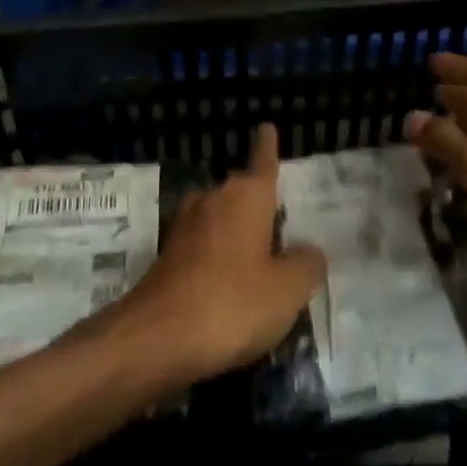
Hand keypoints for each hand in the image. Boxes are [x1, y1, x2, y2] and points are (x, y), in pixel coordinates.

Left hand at [107, 124, 325, 386]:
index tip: (267, 127)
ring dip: (236, 232)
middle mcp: (214, 198)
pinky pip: (203, 245)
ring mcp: (185, 225)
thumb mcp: (287, 291)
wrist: (157, 338)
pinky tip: (228, 286)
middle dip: (258, 204)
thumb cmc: (233, 303)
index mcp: (247, 195)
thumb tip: (310, 251)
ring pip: (220, 218)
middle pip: (242, 191)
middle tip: (281, 225)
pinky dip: (218, 257)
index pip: (263, 161)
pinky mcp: (167, 254)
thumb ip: (306, 265)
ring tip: (259, 259)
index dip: (267, 146)